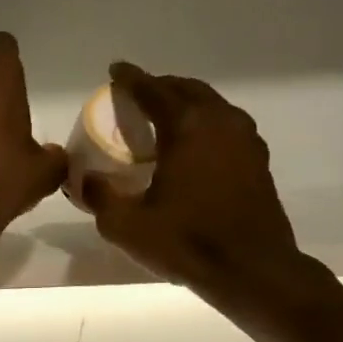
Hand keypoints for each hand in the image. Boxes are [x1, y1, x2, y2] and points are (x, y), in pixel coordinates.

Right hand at [83, 63, 316, 306]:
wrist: (252, 270)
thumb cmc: (187, 242)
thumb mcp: (126, 225)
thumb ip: (100, 196)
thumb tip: (84, 179)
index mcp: (187, 127)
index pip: (154, 90)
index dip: (131, 78)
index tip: (115, 71)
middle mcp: (220, 122)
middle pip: (187, 90)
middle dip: (161, 87)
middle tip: (138, 96)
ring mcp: (246, 140)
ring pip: (212, 106)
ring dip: (186, 105)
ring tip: (164, 119)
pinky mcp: (257, 162)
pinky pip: (226, 127)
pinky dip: (205, 126)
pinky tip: (193, 148)